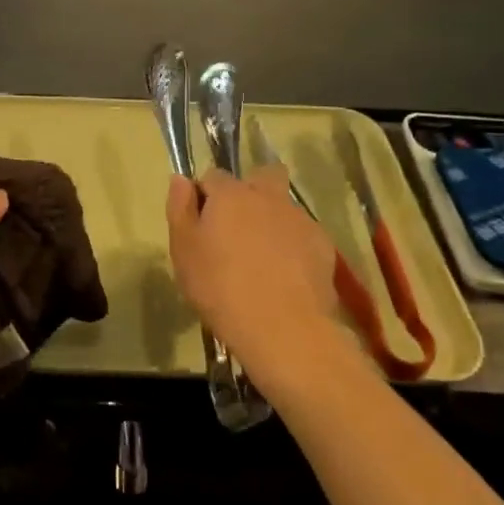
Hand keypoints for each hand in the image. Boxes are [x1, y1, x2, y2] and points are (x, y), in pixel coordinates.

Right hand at [165, 166, 358, 405]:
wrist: (283, 328)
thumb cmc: (220, 288)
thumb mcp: (183, 251)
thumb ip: (180, 209)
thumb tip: (180, 179)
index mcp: (231, 194)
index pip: (213, 176)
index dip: (205, 196)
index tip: (200, 225)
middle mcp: (268, 197)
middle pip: (262, 176)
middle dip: (250, 191)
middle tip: (237, 228)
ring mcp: (300, 219)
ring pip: (283, 207)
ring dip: (271, 221)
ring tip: (261, 259)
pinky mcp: (323, 245)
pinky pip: (302, 234)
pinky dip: (292, 245)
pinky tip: (284, 275)